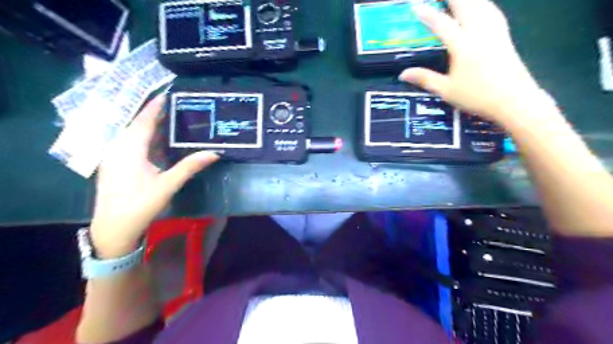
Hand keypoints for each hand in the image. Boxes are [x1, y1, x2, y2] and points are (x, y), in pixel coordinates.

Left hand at [89, 94, 217, 257]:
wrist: (113, 227)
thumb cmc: (140, 204)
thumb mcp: (168, 185)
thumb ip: (190, 166)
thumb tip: (214, 153)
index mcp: (129, 148)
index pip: (144, 120)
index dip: (156, 106)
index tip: (169, 94)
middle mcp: (118, 147)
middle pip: (138, 123)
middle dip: (155, 113)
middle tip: (176, 105)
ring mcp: (114, 155)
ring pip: (133, 133)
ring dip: (151, 125)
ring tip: (171, 117)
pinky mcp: (115, 163)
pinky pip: (131, 142)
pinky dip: (146, 137)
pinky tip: (159, 139)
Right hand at [403, 0, 539, 124]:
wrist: (514, 100)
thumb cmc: (477, 97)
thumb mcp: (446, 90)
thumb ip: (425, 79)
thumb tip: (402, 74)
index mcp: (462, 46)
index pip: (442, 24)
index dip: (427, 14)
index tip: (415, 6)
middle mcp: (479, 32)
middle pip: (465, 5)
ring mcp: (494, 32)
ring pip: (481, 4)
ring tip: (456, 0)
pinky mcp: (505, 35)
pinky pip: (492, 11)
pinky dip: (483, 4)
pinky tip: (480, 5)